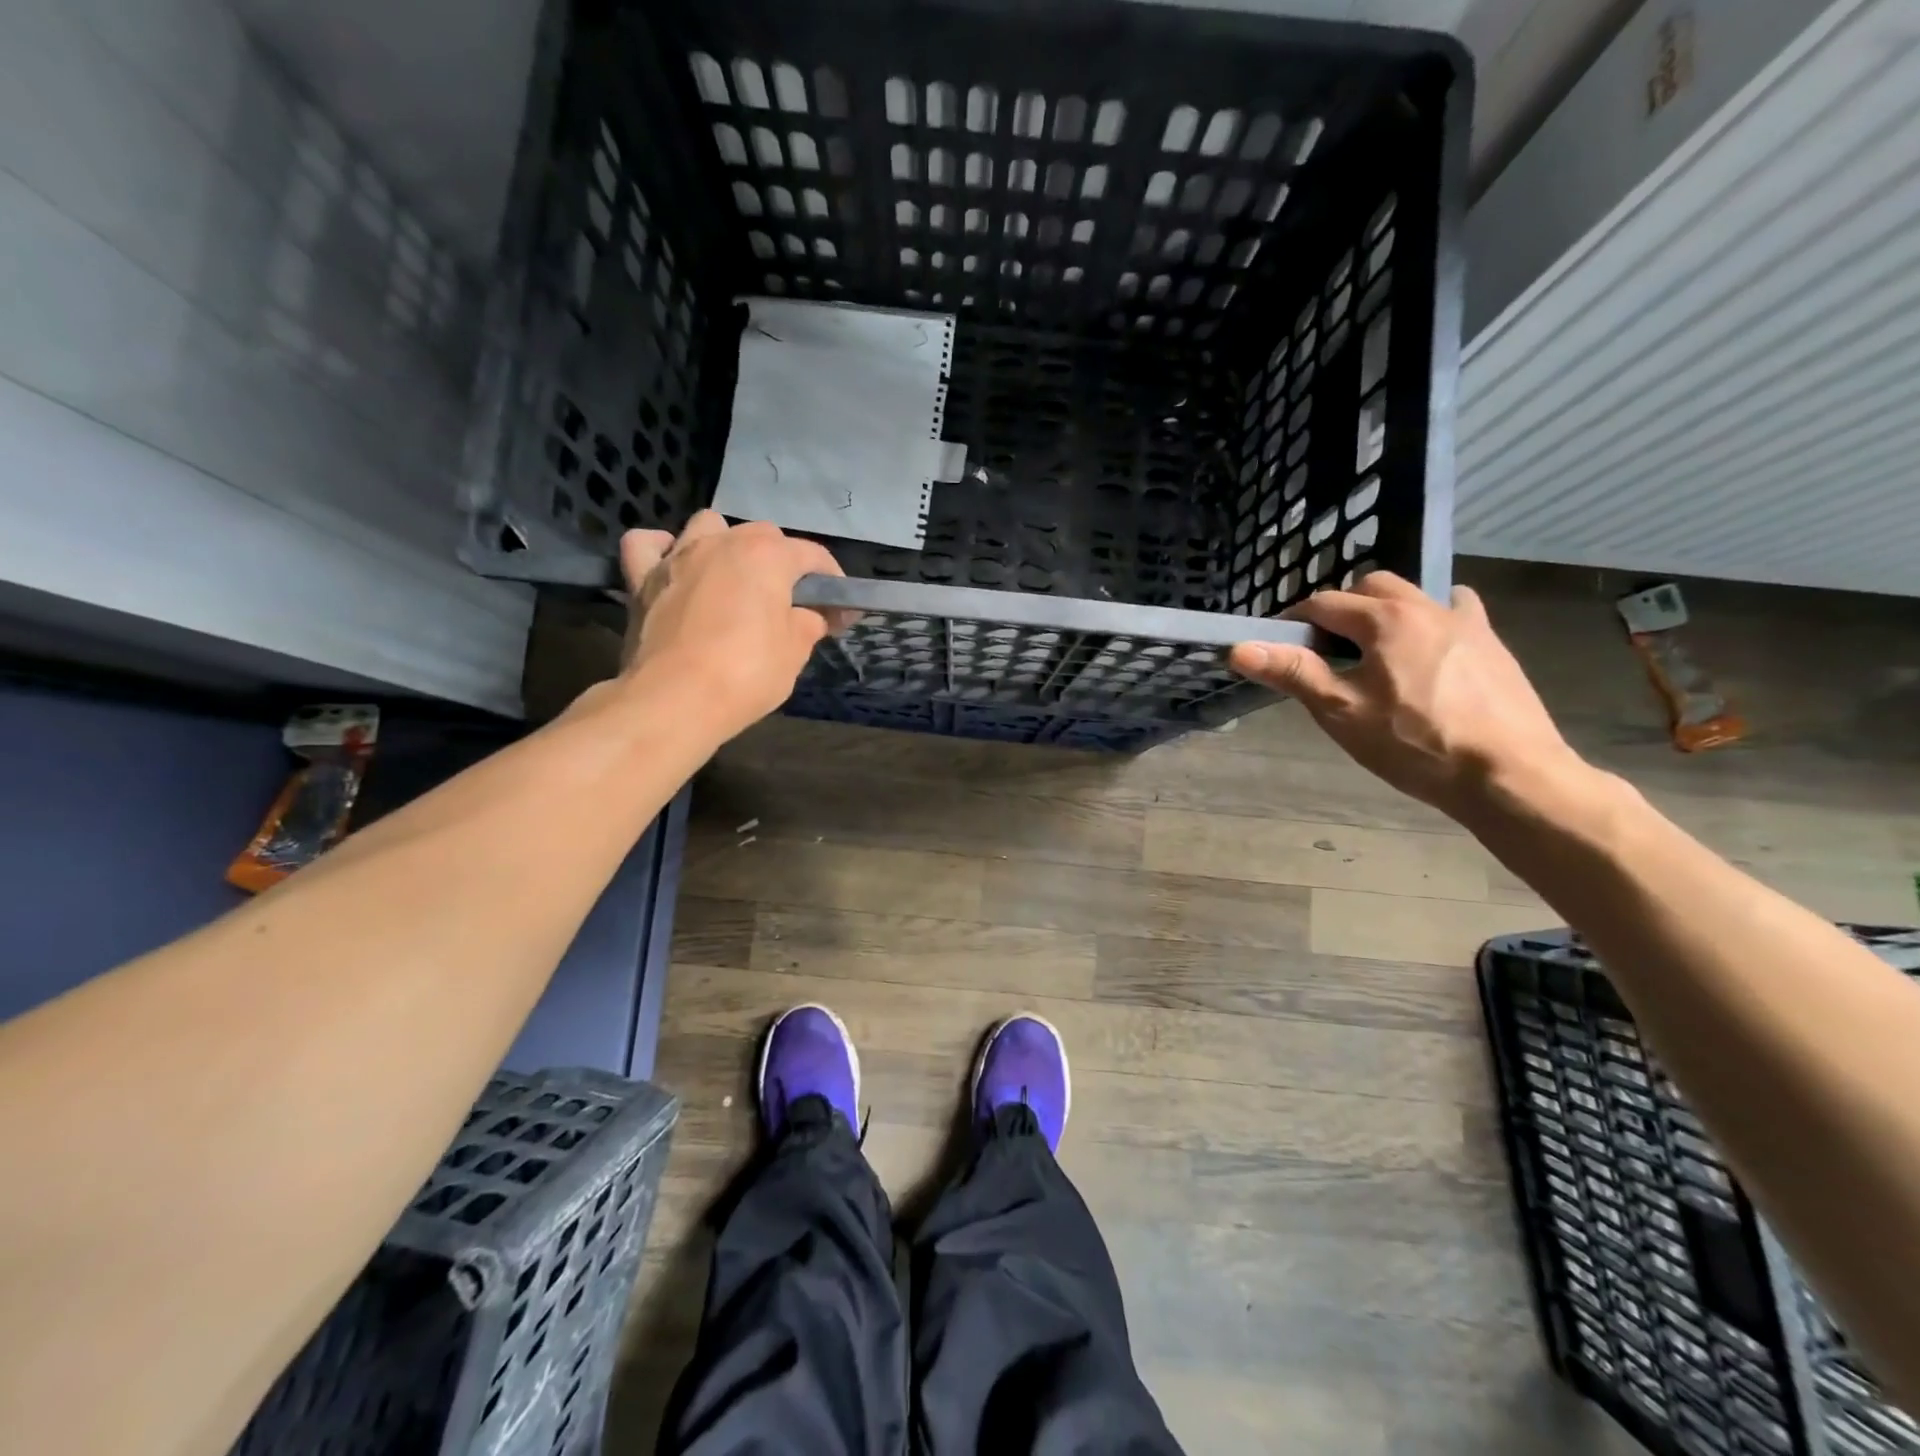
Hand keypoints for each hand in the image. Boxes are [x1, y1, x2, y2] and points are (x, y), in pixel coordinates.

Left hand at [616, 511, 848, 733]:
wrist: (674, 700)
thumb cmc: (746, 674)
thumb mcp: (795, 653)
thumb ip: (808, 624)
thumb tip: (811, 616)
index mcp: (767, 556)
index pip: (812, 555)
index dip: (832, 582)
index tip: (840, 613)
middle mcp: (723, 543)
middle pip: (762, 535)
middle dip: (782, 561)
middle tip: (790, 602)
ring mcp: (678, 557)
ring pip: (707, 526)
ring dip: (726, 543)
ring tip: (733, 576)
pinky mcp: (642, 579)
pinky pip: (647, 545)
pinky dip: (661, 550)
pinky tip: (673, 565)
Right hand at [1228, 572, 1580, 821]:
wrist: (1508, 774)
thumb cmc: (1415, 744)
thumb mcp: (1341, 712)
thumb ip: (1292, 673)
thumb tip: (1239, 647)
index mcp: (1384, 619)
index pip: (1324, 603)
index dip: (1294, 622)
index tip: (1281, 647)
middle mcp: (1426, 606)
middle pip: (1370, 586)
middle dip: (1341, 608)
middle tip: (1326, 650)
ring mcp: (1466, 622)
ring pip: (1412, 596)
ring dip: (1384, 611)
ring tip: (1375, 654)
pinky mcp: (1493, 643)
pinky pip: (1454, 612)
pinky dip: (1429, 620)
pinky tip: (1428, 651)